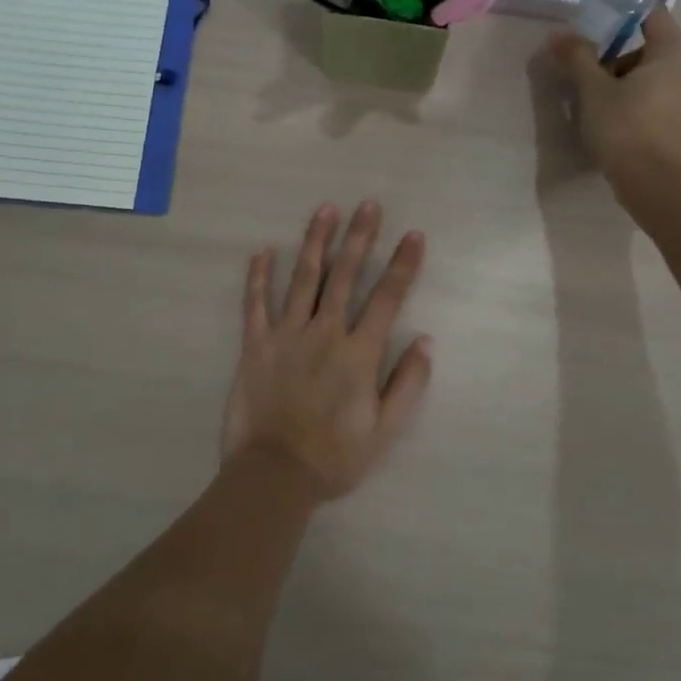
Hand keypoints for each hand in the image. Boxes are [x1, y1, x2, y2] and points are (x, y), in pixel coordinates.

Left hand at [223, 201, 432, 499]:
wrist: (273, 476)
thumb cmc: (334, 456)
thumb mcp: (385, 430)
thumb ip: (407, 383)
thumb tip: (425, 340)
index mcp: (358, 354)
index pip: (387, 298)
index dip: (403, 265)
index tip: (413, 235)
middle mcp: (324, 334)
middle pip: (345, 276)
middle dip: (360, 237)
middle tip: (368, 205)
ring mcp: (286, 336)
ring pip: (303, 279)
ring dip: (315, 242)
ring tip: (325, 210)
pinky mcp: (255, 346)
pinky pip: (255, 304)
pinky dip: (258, 276)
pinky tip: (262, 250)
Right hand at [546, 6, 680, 187]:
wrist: (652, 183)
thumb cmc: (623, 127)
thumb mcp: (593, 89)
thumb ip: (577, 56)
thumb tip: (558, 35)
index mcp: (674, 51)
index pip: (651, 14)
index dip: (621, 13)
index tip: (594, 23)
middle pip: (651, 45)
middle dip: (617, 54)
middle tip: (588, 71)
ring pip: (654, 73)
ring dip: (625, 78)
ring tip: (596, 100)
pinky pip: (660, 95)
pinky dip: (639, 97)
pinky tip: (614, 117)